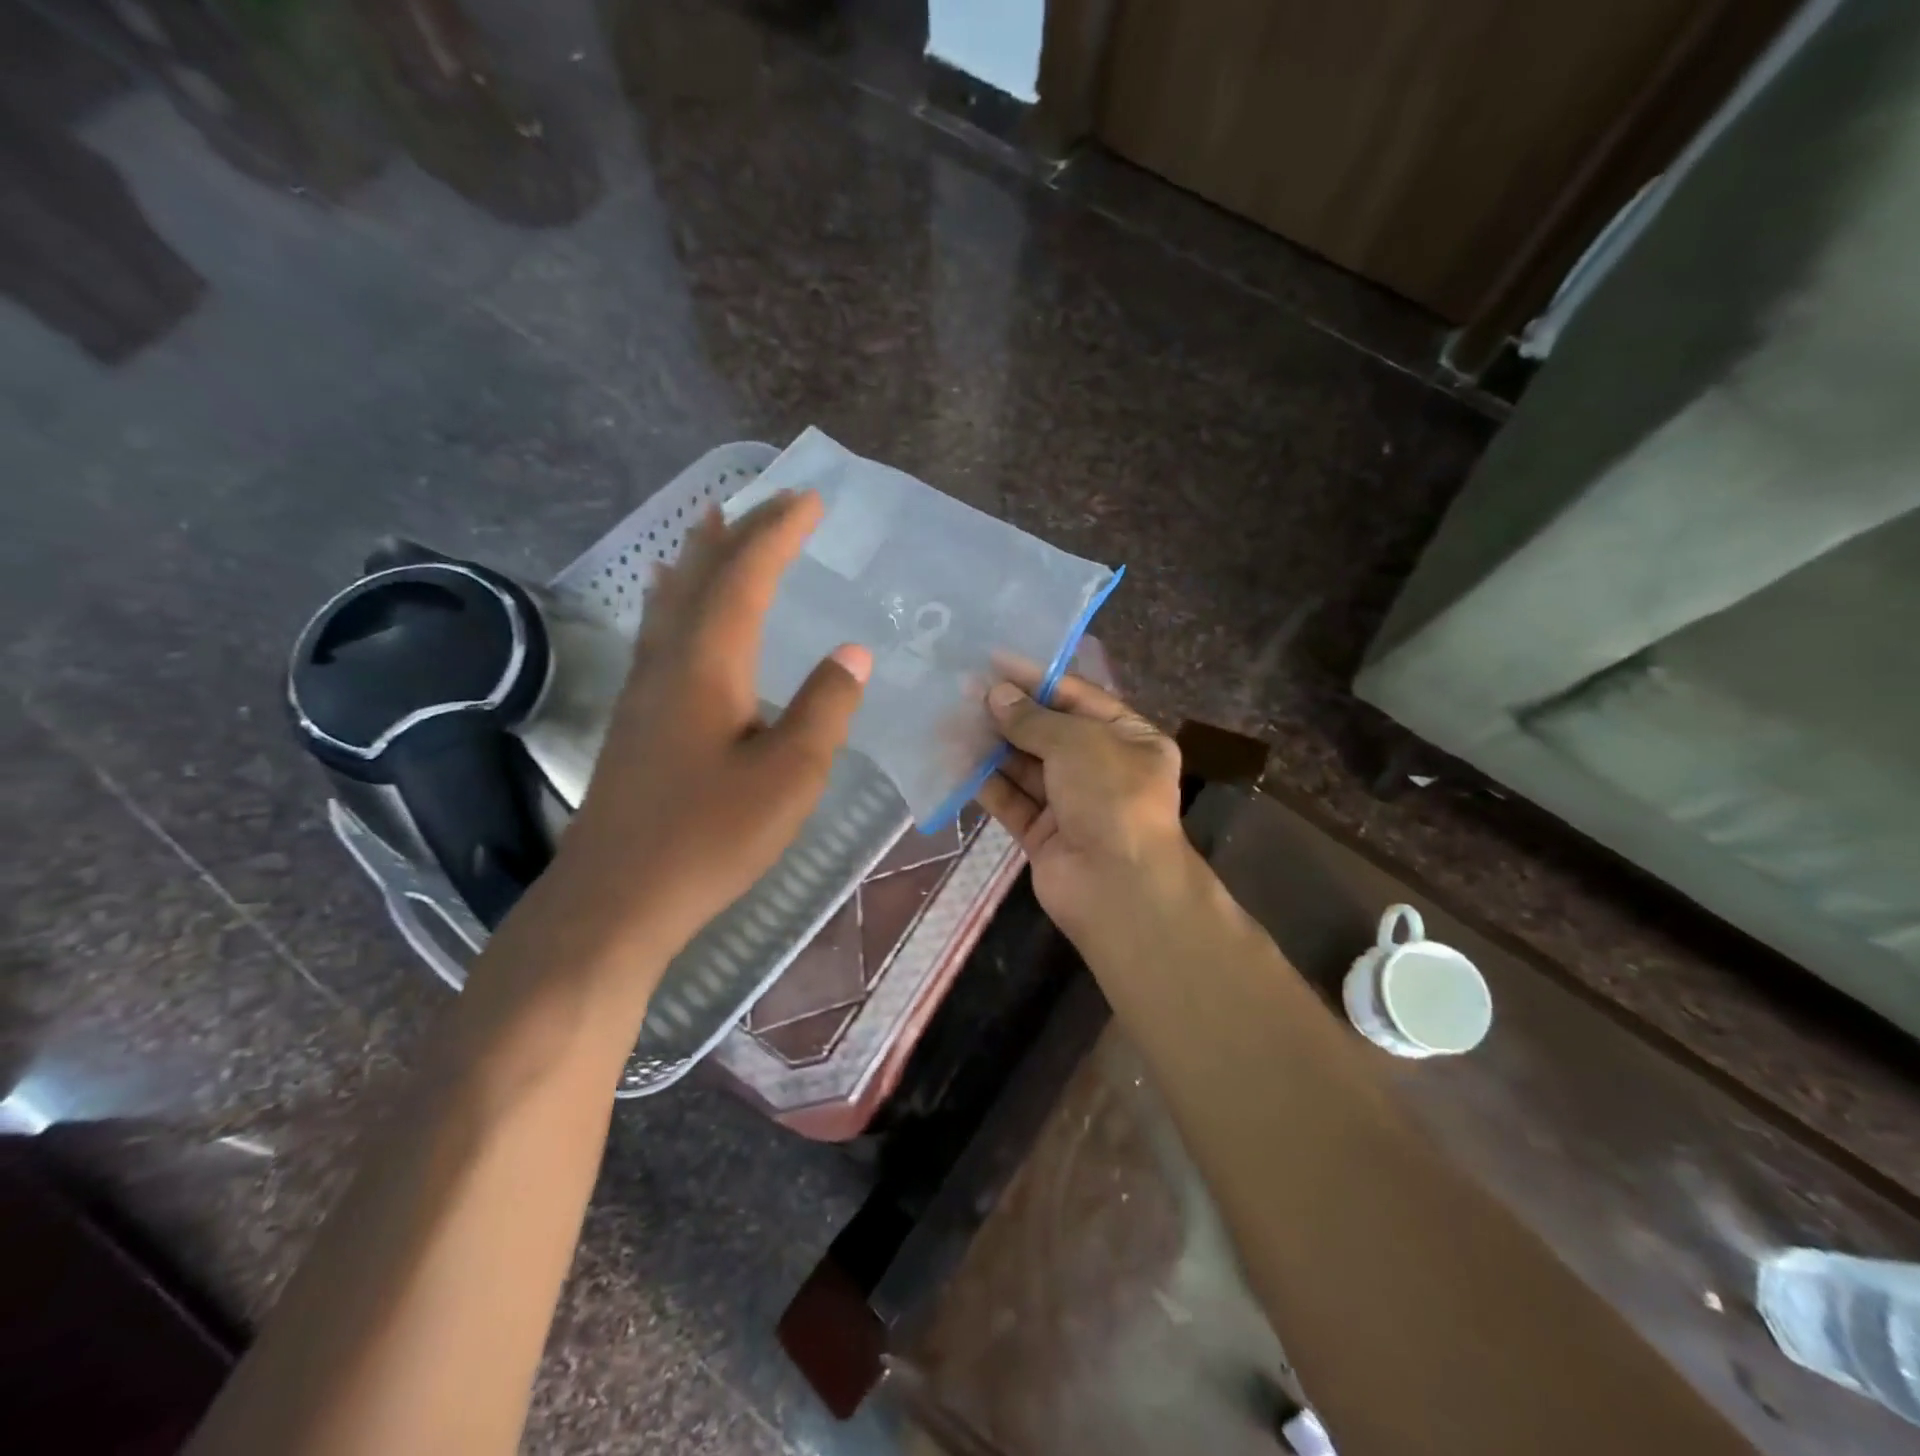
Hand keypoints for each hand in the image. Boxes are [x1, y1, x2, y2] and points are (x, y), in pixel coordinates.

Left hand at [509, 491, 869, 976]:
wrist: (617, 897)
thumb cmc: (710, 836)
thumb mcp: (790, 776)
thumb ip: (826, 707)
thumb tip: (853, 653)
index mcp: (710, 663)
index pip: (747, 575)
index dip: (780, 531)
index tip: (812, 498)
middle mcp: (670, 660)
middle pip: (705, 574)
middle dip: (743, 530)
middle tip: (776, 498)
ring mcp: (646, 688)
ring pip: (674, 598)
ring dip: (702, 555)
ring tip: (715, 520)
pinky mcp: (638, 716)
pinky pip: (660, 629)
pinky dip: (677, 596)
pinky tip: (673, 602)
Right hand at [975, 675, 1188, 948]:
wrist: (1118, 887)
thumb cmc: (1111, 797)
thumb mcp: (1078, 743)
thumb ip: (1033, 719)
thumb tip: (995, 695)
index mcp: (1129, 738)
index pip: (1078, 698)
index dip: (1036, 679)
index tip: (994, 661)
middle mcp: (1102, 768)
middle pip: (1048, 732)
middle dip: (1009, 713)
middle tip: (964, 691)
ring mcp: (1072, 803)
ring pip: (1025, 767)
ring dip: (992, 746)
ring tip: (952, 721)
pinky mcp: (1044, 834)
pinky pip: (1012, 800)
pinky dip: (987, 783)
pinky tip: (956, 762)